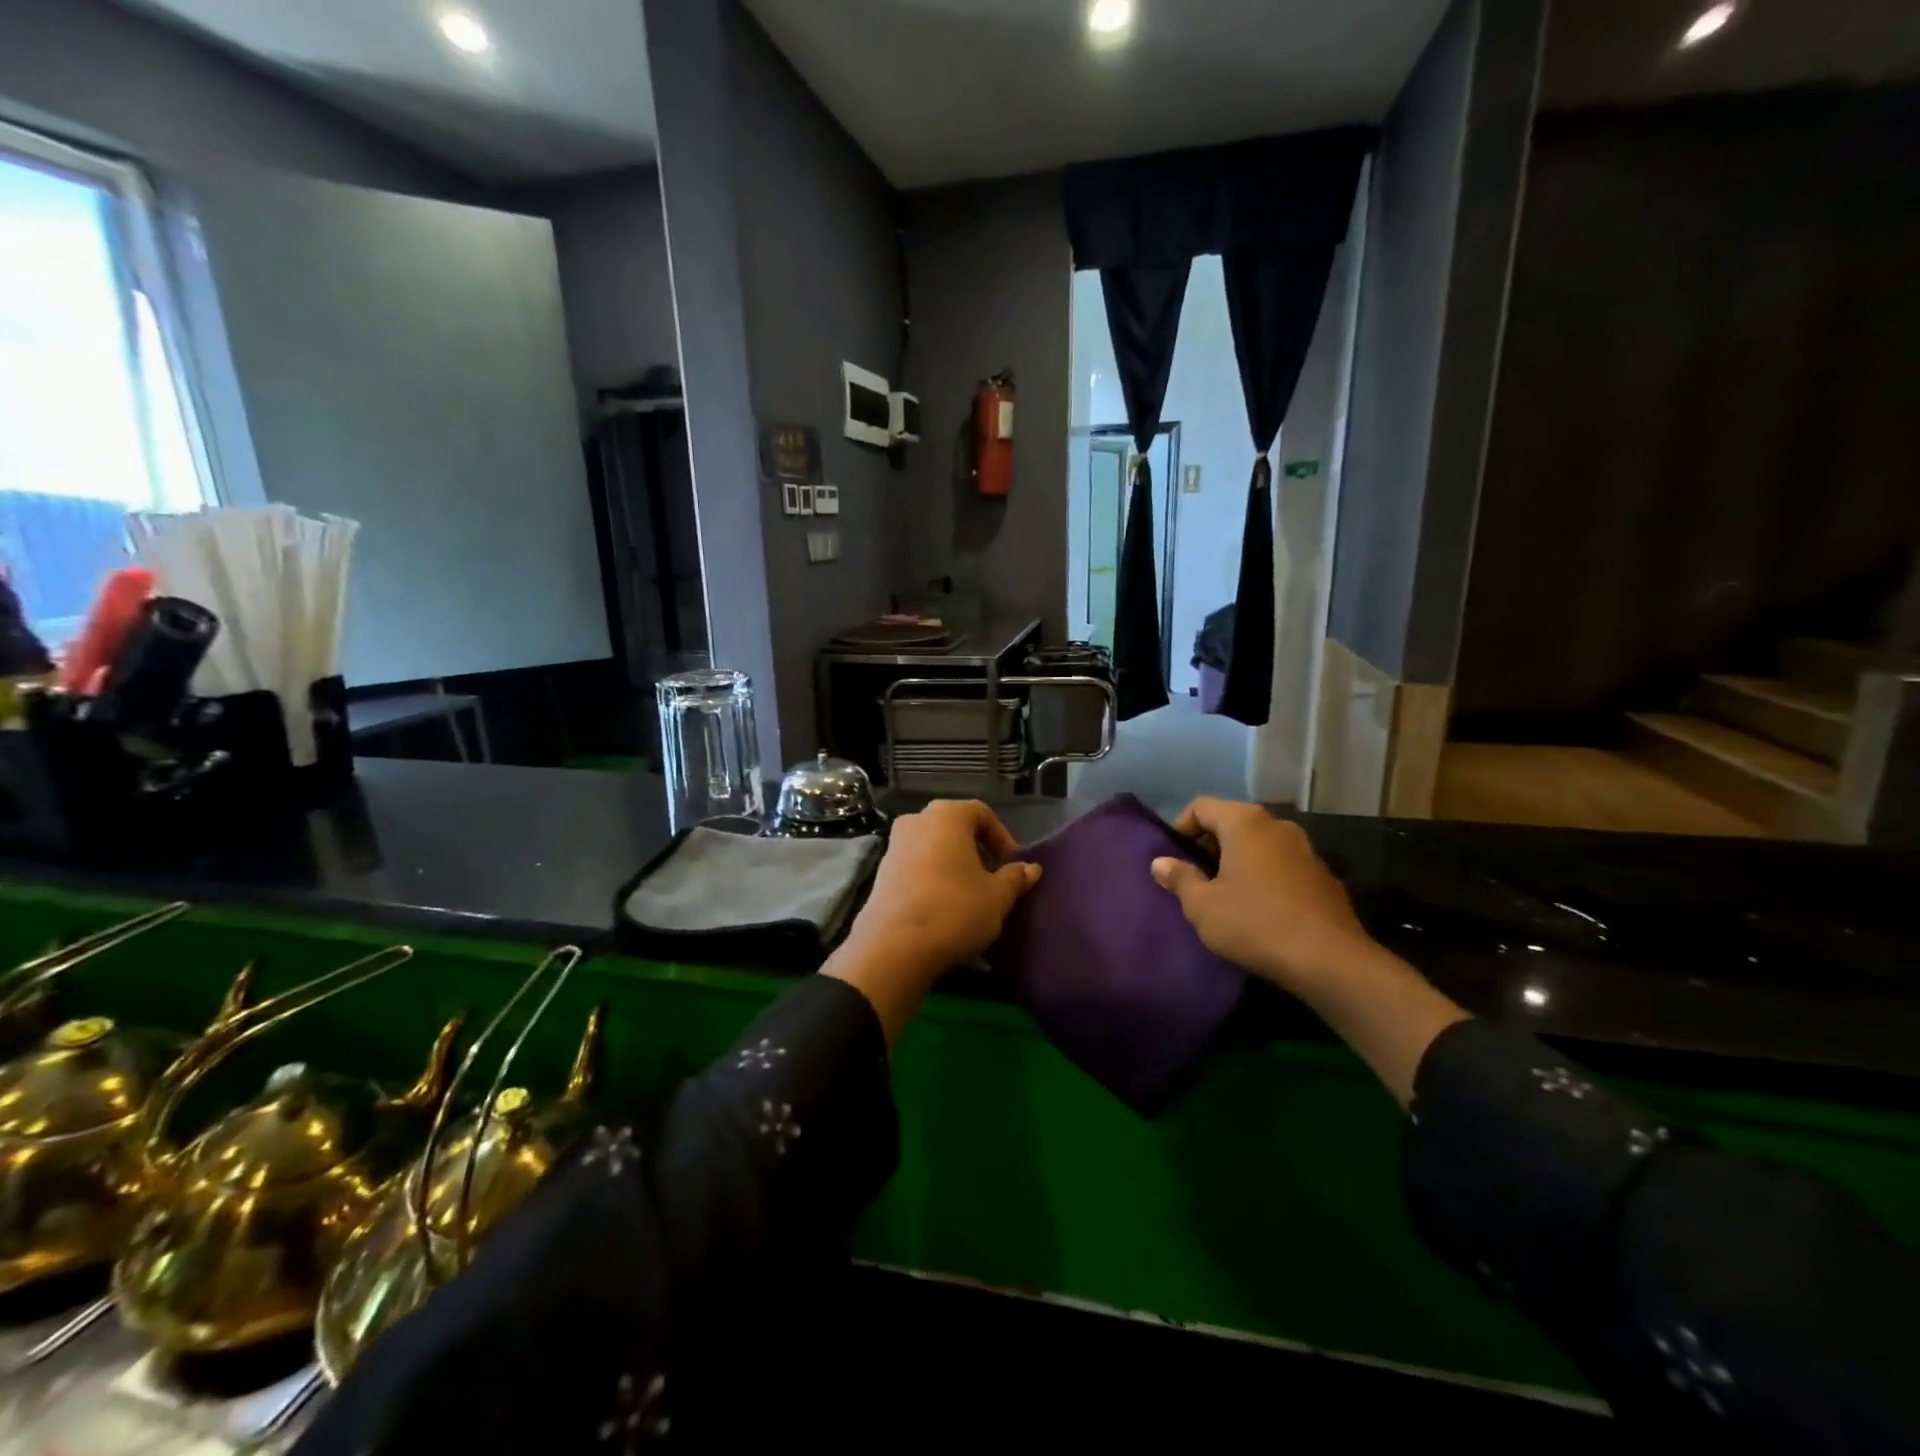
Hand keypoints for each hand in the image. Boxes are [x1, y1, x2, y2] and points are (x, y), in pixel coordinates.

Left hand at [827, 800, 1039, 1043]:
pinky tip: (944, 908)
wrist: (894, 948)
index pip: (982, 814)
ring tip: (971, 897)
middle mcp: (916, 820)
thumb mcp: (997, 896)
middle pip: (956, 829)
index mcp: (947, 815)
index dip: (1002, 838)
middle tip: (994, 880)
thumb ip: (1015, 878)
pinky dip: (933, 879)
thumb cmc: (955, 910)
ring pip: (934, 848)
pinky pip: (916, 867)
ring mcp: (894, 846)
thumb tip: (1031, 868)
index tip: (1013, 866)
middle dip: (978, 852)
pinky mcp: (880, 873)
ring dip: (955, 866)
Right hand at [1149, 797, 1375, 992]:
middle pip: (1232, 821)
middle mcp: (1277, 825)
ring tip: (1225, 893)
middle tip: (1195, 876)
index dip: (1181, 827)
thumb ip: (1179, 878)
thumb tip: (1160, 862)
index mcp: (1245, 823)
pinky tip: (1259, 908)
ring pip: (1259, 843)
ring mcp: (1305, 849)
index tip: (1173, 858)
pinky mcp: (1323, 875)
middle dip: (1210, 844)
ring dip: (1238, 860)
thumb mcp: (1203, 906)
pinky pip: (1281, 863)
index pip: (1202, 806)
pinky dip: (1264, 874)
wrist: (1330, 961)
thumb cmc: (1255, 924)